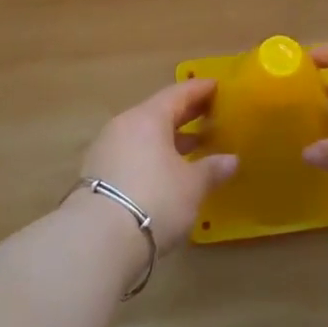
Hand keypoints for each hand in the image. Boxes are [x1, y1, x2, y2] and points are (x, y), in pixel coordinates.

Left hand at [75, 79, 236, 248]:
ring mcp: (106, 150)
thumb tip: (231, 160)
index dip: (199, 89)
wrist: (97, 240)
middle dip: (186, 115)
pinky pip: (132, 155)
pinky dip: (152, 157)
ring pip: (144, 136)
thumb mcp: (192, 186)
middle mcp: (124, 126)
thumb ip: (212, 169)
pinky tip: (167, 172)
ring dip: (168, 139)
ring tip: (193, 147)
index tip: (217, 86)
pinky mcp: (96, 176)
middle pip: (158, 113)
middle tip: (210, 115)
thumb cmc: (155, 200)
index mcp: (148, 118)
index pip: (178, 93)